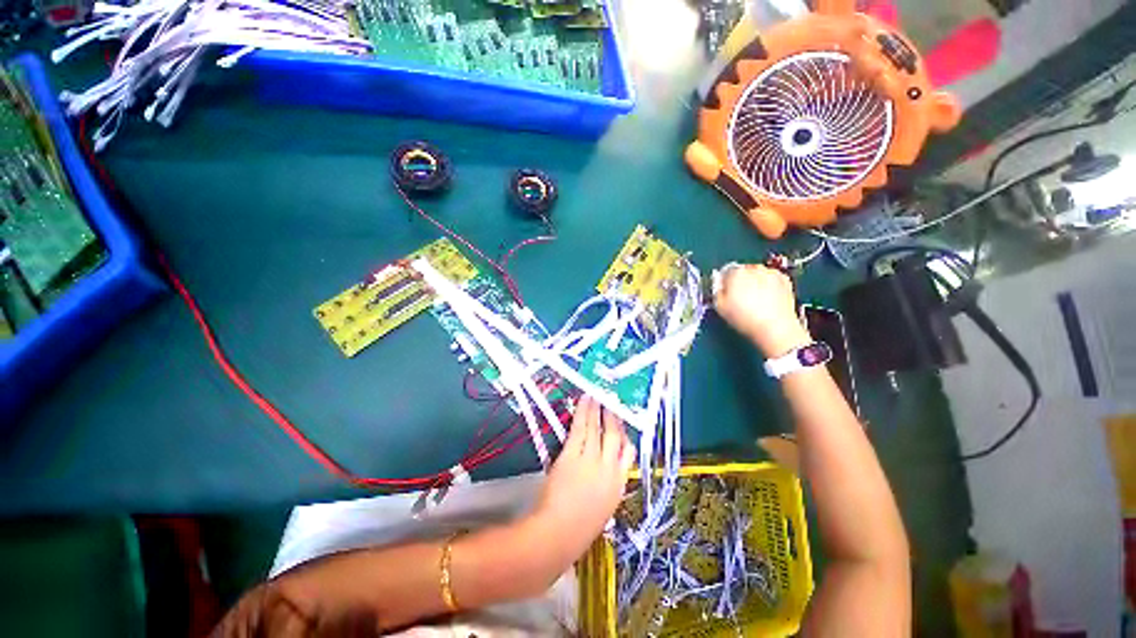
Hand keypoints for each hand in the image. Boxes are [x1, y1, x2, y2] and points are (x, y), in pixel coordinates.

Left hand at [529, 396, 634, 559]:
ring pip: (597, 428)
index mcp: (618, 485)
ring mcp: (591, 460)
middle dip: (612, 418)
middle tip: (611, 403)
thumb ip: (606, 488)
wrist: (559, 536)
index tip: (621, 426)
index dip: (625, 437)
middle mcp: (609, 469)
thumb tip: (604, 472)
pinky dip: (583, 413)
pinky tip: (584, 402)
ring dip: (597, 410)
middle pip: (614, 436)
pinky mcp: (572, 455)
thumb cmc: (578, 529)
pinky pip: (580, 429)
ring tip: (597, 396)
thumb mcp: (602, 510)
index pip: (629, 455)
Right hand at [714, 264, 810, 356]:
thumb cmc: (746, 319)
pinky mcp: (785, 280)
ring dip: (755, 282)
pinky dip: (769, 285)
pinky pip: (772, 279)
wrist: (774, 328)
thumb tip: (718, 285)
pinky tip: (766, 299)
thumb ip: (717, 291)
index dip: (724, 284)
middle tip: (740, 298)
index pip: (725, 272)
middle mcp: (754, 269)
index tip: (725, 293)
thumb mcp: (720, 307)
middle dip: (741, 282)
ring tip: (754, 300)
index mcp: (736, 273)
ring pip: (758, 274)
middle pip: (742, 271)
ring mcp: (771, 273)